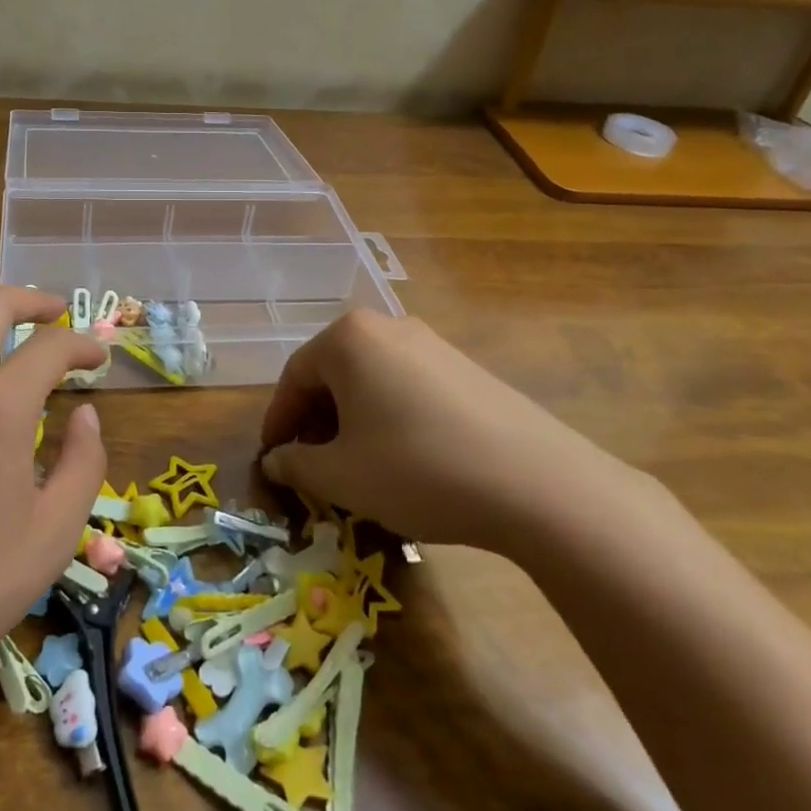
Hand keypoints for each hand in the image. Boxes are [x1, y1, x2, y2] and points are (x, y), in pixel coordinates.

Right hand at [258, 310, 639, 554]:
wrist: (538, 484)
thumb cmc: (417, 469)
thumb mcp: (342, 476)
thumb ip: (296, 465)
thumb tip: (275, 460)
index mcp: (348, 339)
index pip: (294, 377)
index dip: (278, 422)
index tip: (272, 459)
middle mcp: (387, 326)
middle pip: (333, 374)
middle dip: (316, 421)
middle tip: (312, 466)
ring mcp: (432, 344)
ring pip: (371, 380)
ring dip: (352, 421)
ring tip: (356, 466)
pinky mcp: (467, 368)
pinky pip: (407, 387)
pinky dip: (389, 417)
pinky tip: (403, 458)